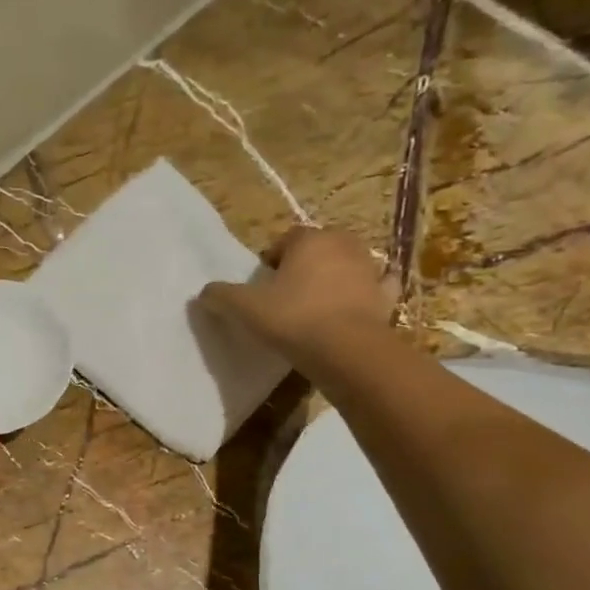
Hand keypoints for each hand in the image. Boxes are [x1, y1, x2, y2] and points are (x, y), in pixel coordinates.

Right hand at [199, 226, 395, 363]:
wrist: (346, 350)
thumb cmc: (293, 318)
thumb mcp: (244, 308)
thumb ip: (221, 296)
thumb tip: (204, 292)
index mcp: (309, 239)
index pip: (286, 239)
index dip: (271, 261)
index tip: (262, 286)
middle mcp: (343, 245)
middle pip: (318, 248)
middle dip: (304, 265)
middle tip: (286, 295)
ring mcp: (370, 269)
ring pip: (347, 265)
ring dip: (333, 278)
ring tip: (315, 306)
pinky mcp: (386, 296)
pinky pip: (377, 287)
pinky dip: (368, 293)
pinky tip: (356, 306)